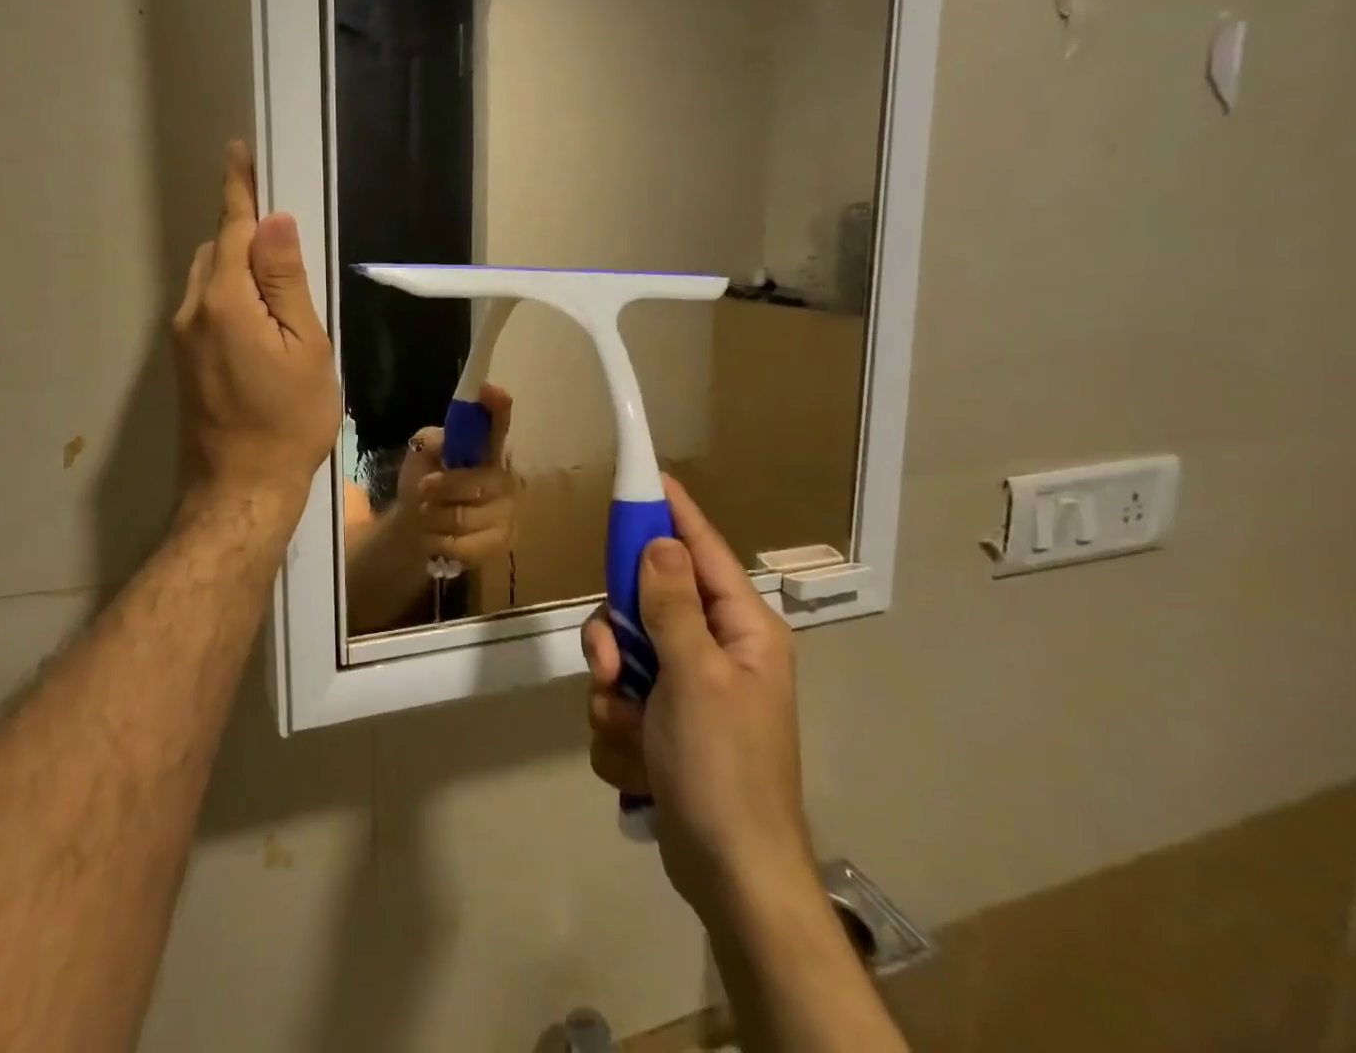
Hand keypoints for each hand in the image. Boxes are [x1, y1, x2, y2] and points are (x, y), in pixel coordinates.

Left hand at [172, 142, 339, 527]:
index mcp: (225, 301)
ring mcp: (182, 338)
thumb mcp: (305, 347)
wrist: (241, 489)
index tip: (239, 153)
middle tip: (285, 239)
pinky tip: (259, 318)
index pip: (232, 229)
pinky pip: (205, 306)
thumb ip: (286, 282)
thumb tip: (274, 222)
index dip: (239, 190)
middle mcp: (192, 311)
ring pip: (208, 279)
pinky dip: (229, 293)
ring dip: (236, 265)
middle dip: (243, 233)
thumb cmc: (288, 420)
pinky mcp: (183, 361)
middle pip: (216, 251)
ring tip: (280, 284)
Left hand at [395, 384, 517, 565]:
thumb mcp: (420, 456)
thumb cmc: (425, 483)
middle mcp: (504, 476)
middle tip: (422, 489)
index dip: (497, 408)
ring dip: (435, 516)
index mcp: (485, 448)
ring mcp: (507, 510)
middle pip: (478, 480)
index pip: (498, 423)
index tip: (490, 389)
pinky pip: (465, 544)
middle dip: (445, 486)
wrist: (419, 528)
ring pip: (466, 515)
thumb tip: (439, 442)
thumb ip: (431, 443)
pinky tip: (436, 538)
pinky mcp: (501, 542)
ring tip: (426, 515)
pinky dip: (440, 542)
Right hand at [581, 476, 813, 925]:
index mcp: (742, 629)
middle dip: (619, 638)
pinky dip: (618, 728)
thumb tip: (660, 541)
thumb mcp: (695, 678)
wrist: (730, 877)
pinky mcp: (665, 722)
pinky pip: (620, 697)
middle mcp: (717, 648)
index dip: (672, 512)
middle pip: (646, 602)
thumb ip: (672, 604)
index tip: (646, 477)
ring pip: (624, 653)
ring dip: (613, 692)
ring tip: (628, 730)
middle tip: (612, 667)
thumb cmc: (722, 769)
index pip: (702, 550)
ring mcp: (690, 687)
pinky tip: (636, 761)